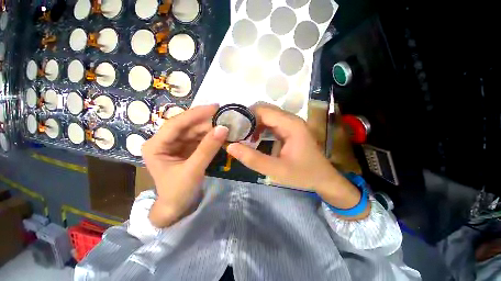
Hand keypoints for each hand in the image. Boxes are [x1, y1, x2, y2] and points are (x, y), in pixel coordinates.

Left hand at [142, 105, 227, 227]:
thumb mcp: (193, 170)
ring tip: (226, 124)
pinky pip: (200, 139)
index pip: (176, 123)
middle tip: (225, 117)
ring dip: (210, 128)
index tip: (215, 107)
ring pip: (195, 131)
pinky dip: (211, 136)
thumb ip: (208, 148)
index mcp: (156, 145)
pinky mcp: (186, 149)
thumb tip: (223, 128)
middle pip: (187, 126)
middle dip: (206, 121)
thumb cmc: (178, 192)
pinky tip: (221, 134)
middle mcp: (164, 141)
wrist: (177, 209)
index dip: (196, 114)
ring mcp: (176, 145)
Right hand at [226, 103, 364, 211]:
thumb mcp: (276, 170)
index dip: (246, 115)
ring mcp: (291, 123)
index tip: (233, 127)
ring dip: (253, 123)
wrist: (323, 179)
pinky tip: (254, 139)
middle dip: (248, 119)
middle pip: (265, 110)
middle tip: (236, 132)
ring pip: (267, 116)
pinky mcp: (289, 129)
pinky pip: (271, 123)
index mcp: (291, 124)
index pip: (263, 110)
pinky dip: (260, 128)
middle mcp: (291, 119)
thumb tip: (230, 147)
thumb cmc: (303, 174)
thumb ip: (253, 159)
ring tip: (242, 136)